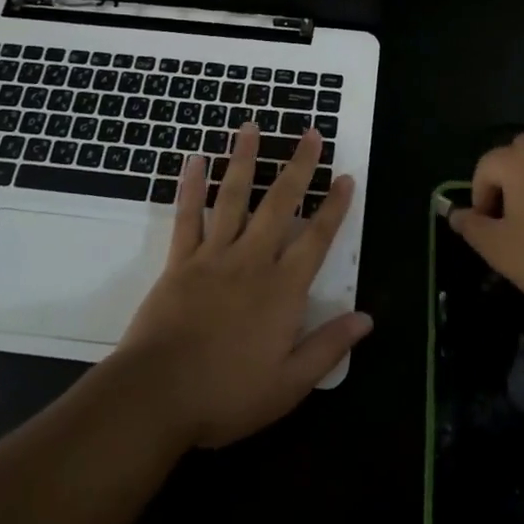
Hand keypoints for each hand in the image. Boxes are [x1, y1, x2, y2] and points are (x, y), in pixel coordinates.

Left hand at [118, 123, 371, 448]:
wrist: (157, 396)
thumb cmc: (227, 395)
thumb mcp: (289, 385)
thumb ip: (328, 348)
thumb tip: (366, 319)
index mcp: (282, 289)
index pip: (316, 239)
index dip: (334, 207)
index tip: (345, 177)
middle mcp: (252, 261)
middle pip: (280, 204)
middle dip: (299, 167)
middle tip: (310, 133)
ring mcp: (213, 256)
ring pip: (234, 197)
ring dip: (245, 160)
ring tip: (251, 127)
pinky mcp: (180, 261)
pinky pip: (188, 216)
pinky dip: (191, 187)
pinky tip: (195, 160)